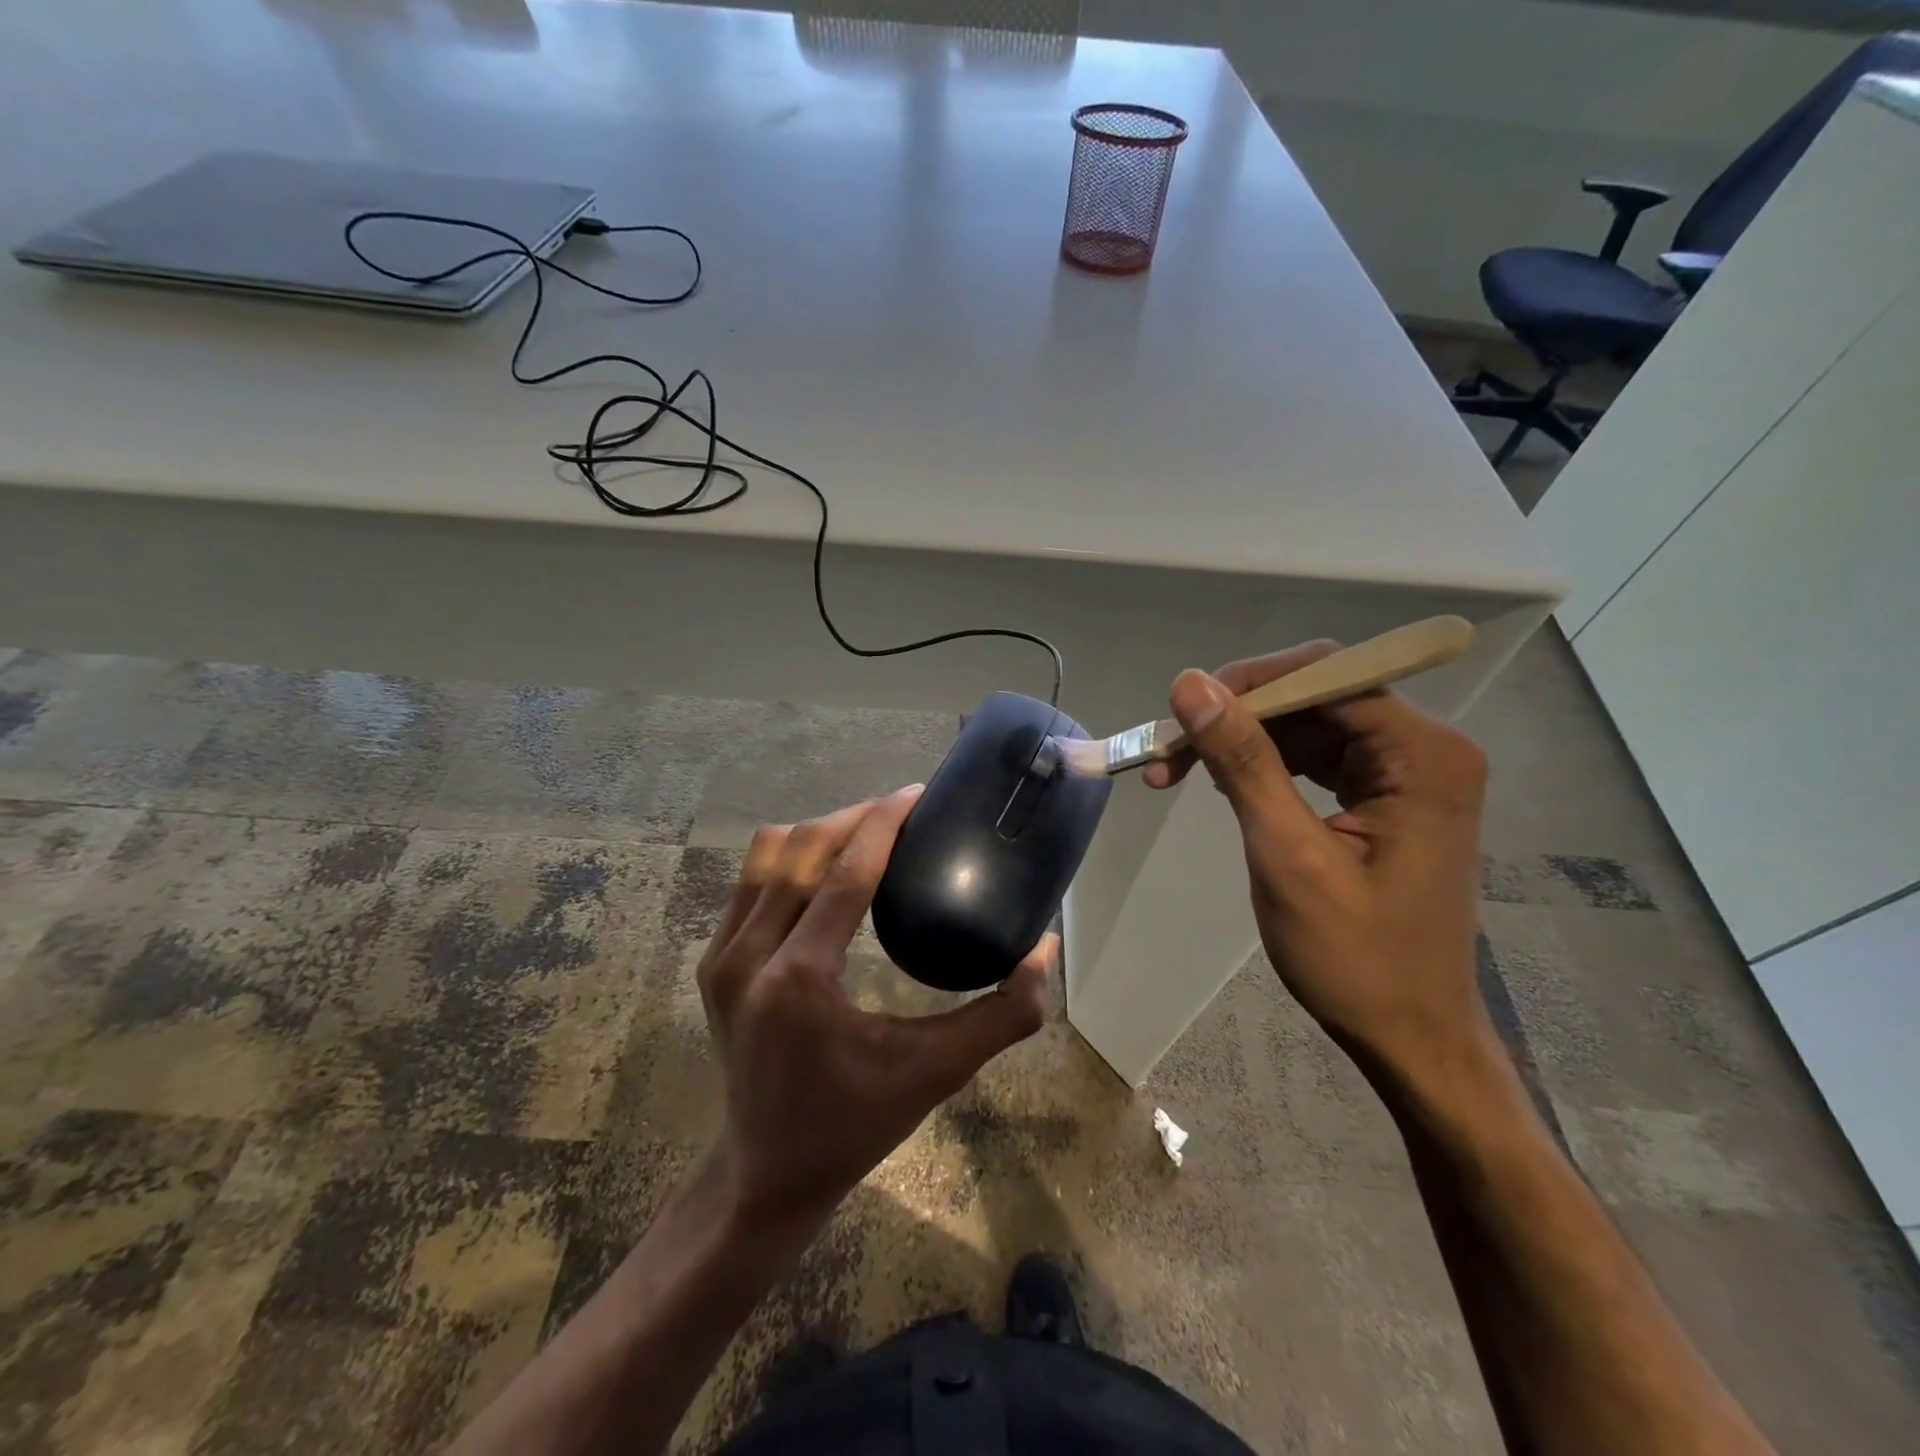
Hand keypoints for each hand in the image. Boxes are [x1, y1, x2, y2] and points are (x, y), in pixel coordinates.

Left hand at [697, 786, 1050, 1235]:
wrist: (765, 1172)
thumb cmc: (855, 1125)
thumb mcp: (936, 1073)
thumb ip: (1002, 1015)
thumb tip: (1045, 949)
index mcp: (801, 980)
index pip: (845, 873)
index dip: (883, 822)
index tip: (917, 792)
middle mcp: (750, 956)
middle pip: (803, 849)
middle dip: (856, 817)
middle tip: (903, 812)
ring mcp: (723, 956)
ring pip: (769, 854)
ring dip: (820, 831)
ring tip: (866, 833)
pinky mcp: (713, 962)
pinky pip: (749, 880)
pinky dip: (791, 857)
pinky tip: (827, 868)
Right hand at [1145, 644, 1489, 1078]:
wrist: (1410, 1037)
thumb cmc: (1356, 958)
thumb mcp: (1287, 855)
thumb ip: (1242, 762)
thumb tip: (1190, 684)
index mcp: (1423, 755)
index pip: (1327, 675)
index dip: (1248, 683)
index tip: (1181, 713)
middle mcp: (1424, 749)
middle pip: (1315, 695)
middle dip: (1237, 716)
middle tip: (1169, 750)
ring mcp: (1406, 773)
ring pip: (1307, 724)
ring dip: (1240, 741)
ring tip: (1176, 771)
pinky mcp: (1383, 797)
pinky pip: (1314, 757)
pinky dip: (1262, 766)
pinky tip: (1220, 784)